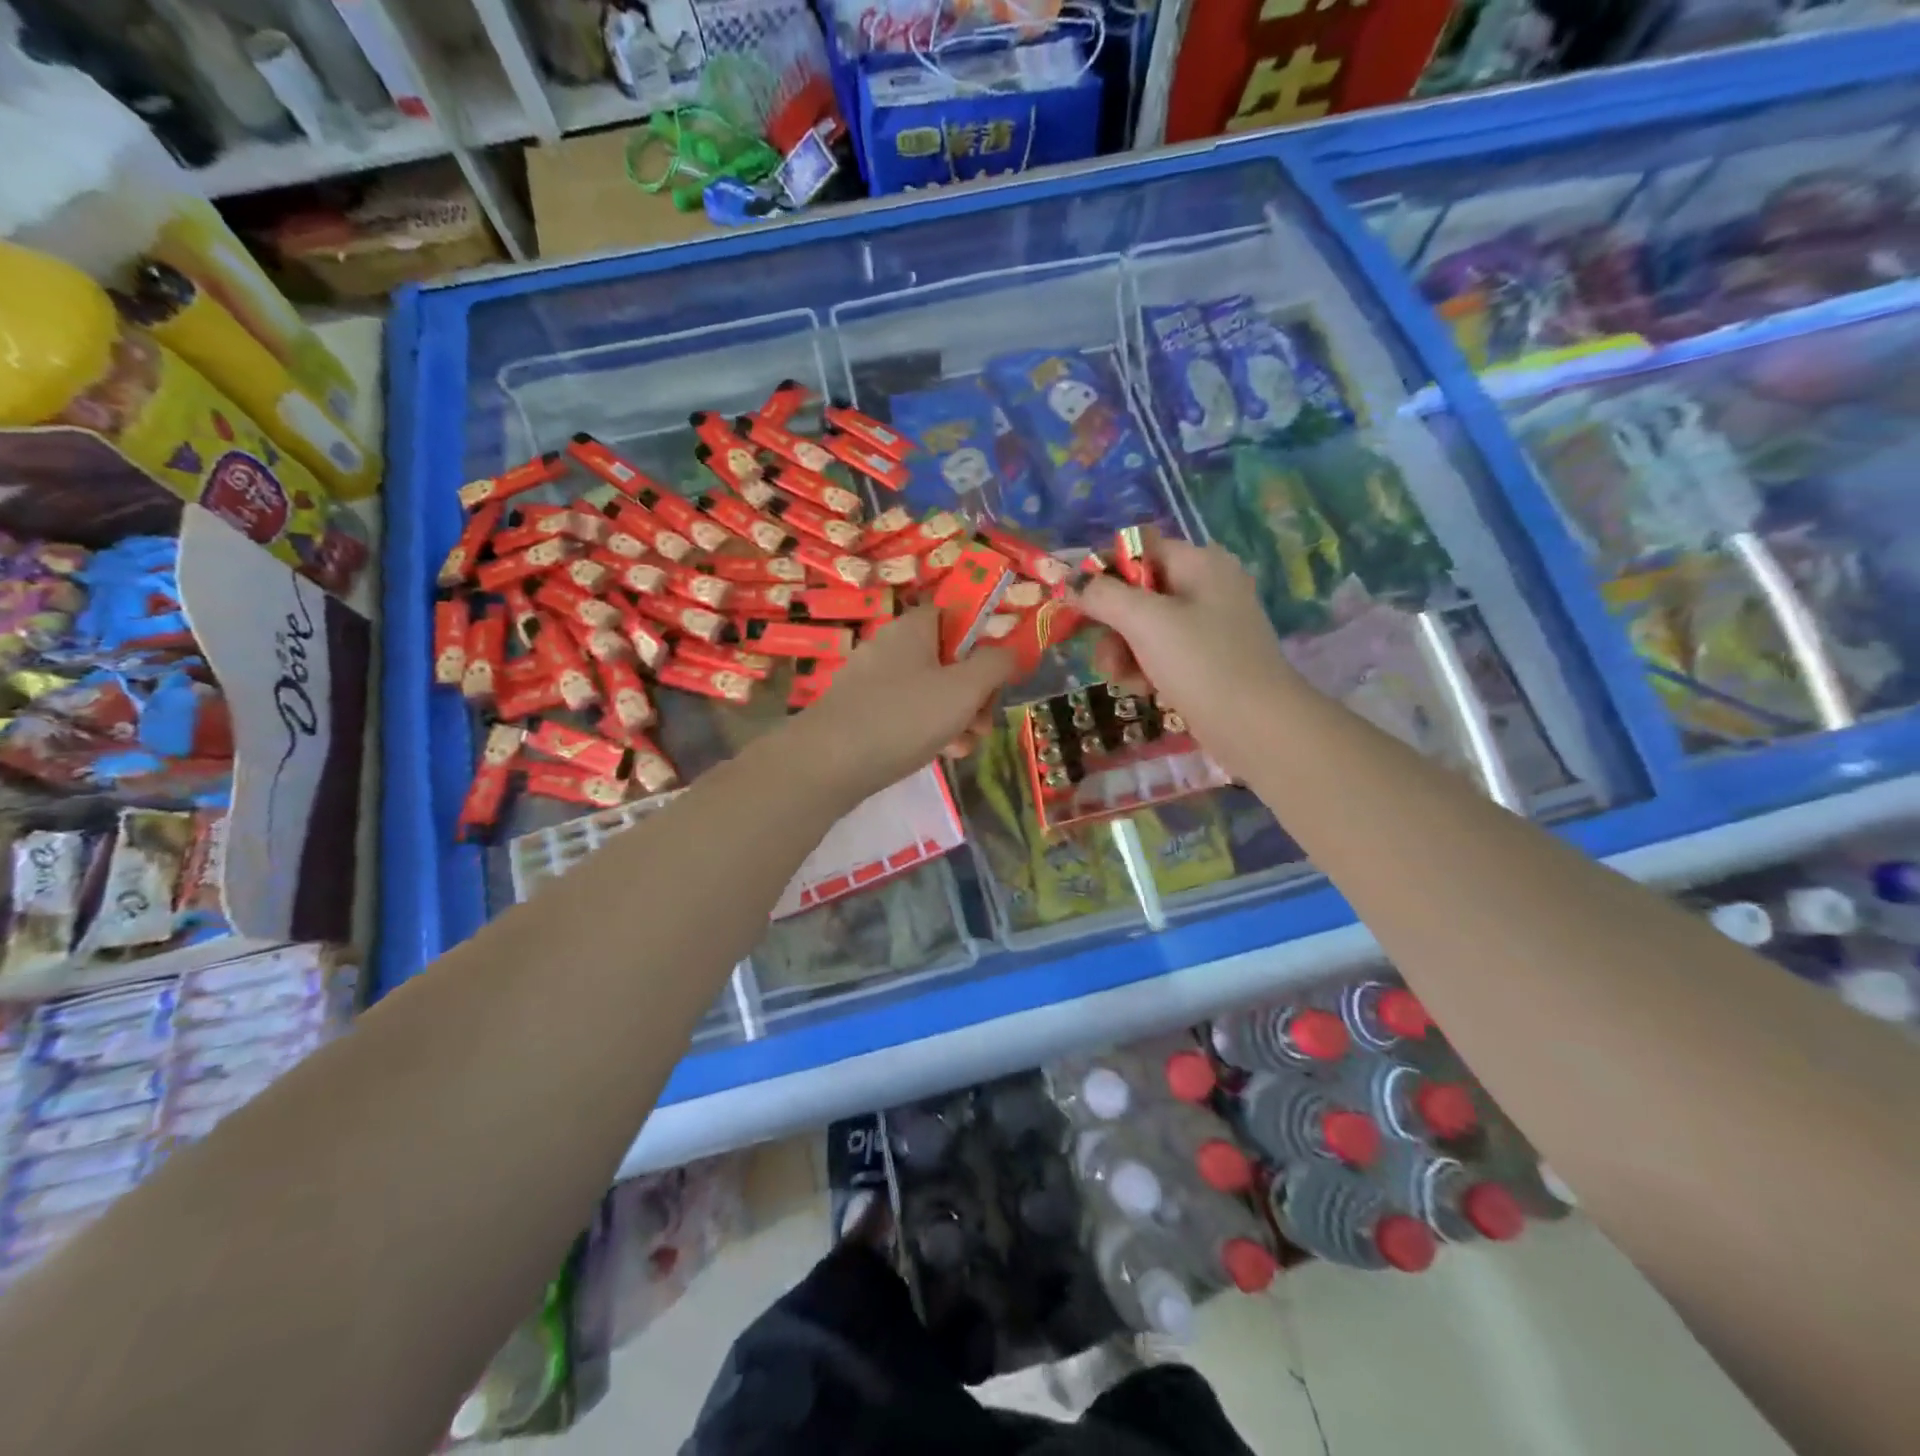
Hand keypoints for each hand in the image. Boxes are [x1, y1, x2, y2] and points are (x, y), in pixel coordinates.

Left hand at [791, 606, 1015, 800]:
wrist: (829, 763)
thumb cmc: (904, 717)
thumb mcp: (964, 689)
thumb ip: (995, 665)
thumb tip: (1011, 651)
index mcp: (913, 628)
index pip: (956, 617)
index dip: (983, 642)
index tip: (997, 676)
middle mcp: (890, 647)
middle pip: (947, 660)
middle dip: (975, 693)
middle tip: (983, 722)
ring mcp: (872, 682)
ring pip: (930, 692)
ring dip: (957, 717)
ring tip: (965, 746)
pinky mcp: (861, 714)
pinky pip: (906, 714)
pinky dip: (928, 730)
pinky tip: (941, 755)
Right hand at [1074, 538, 1297, 778]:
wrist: (1257, 726)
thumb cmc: (1201, 663)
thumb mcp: (1145, 622)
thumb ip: (1102, 596)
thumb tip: (1069, 581)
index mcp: (1199, 562)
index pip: (1138, 549)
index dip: (1104, 572)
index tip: (1079, 605)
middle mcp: (1206, 585)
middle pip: (1138, 591)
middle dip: (1113, 625)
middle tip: (1104, 656)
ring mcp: (1209, 624)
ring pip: (1145, 627)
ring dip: (1124, 652)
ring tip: (1124, 679)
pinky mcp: (1208, 659)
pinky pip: (1162, 652)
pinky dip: (1146, 667)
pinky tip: (1144, 690)